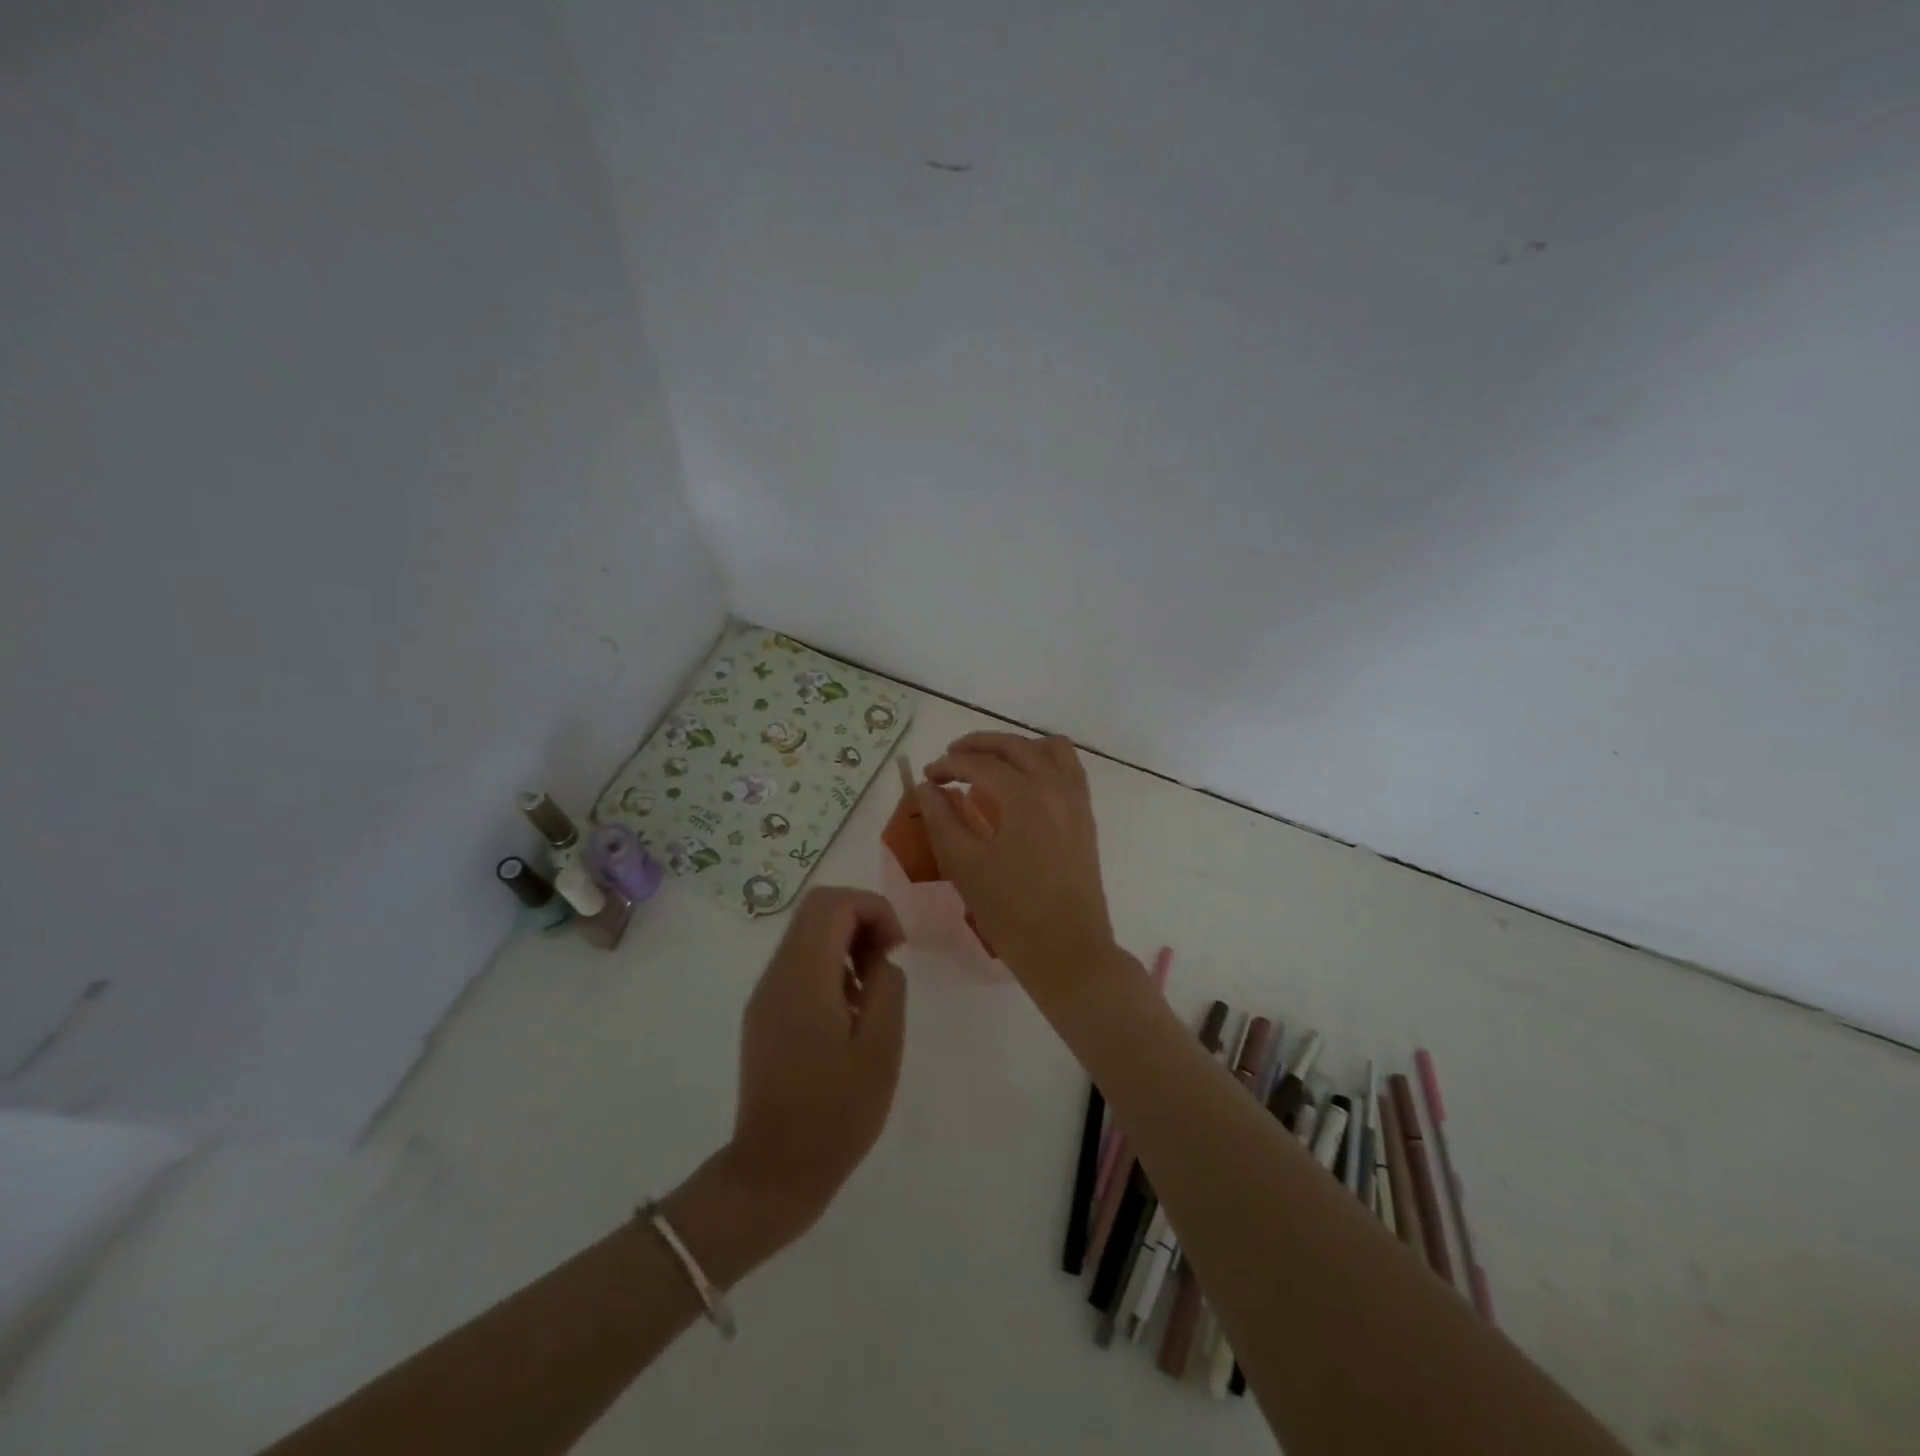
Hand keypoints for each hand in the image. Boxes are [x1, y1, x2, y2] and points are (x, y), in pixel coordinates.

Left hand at [722, 887, 907, 1242]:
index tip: (898, 947)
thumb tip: (878, 961)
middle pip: (817, 912)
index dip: (874, 908)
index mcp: (803, 976)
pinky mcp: (763, 1016)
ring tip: (872, 994)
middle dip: (861, 921)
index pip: (833, 903)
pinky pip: (799, 967)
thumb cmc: (835, 1113)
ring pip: (807, 936)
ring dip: (846, 945)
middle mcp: (776, 975)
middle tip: (888, 961)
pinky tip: (848, 1014)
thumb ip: (886, 987)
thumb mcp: (881, 1048)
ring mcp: (765, 995)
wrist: (774, 1172)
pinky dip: (830, 968)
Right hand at [916, 731, 1118, 991]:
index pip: (980, 764)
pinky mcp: (1086, 815)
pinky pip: (1068, 768)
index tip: (927, 776)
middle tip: (950, 758)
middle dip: (978, 745)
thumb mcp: (964, 865)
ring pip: (1048, 748)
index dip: (948, 765)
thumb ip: (941, 819)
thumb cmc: (1010, 912)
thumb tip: (927, 787)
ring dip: (1015, 747)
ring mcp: (1076, 799)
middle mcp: (1055, 786)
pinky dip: (1042, 761)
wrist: (1067, 949)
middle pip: (1014, 745)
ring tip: (989, 763)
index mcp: (1024, 796)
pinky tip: (1022, 782)